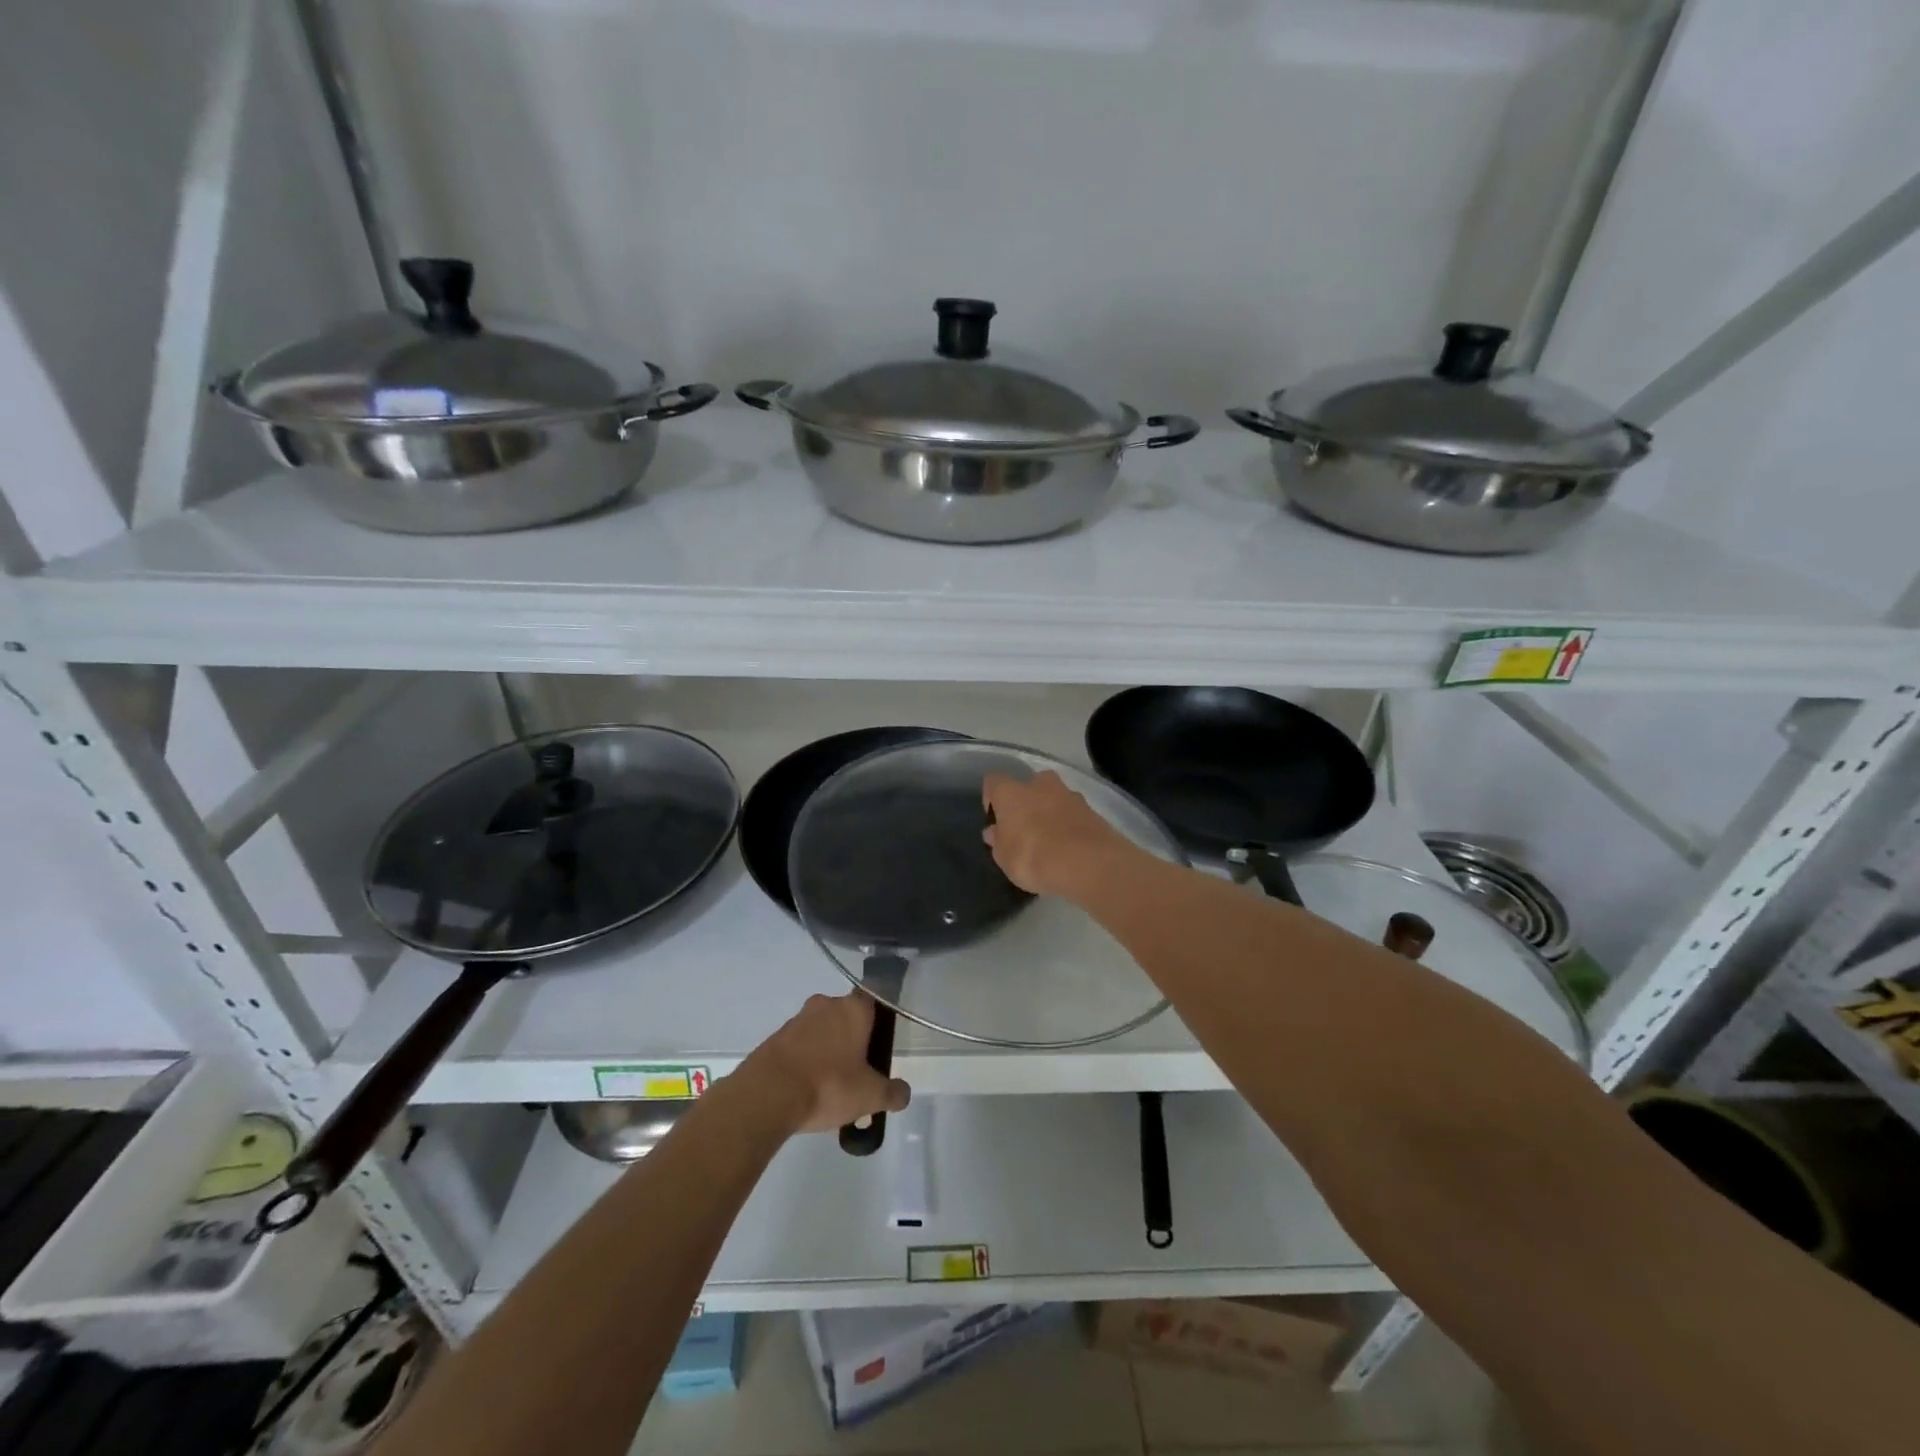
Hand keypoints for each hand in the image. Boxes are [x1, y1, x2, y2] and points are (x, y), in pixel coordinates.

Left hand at [744, 992, 909, 1134]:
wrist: (767, 1095)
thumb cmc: (828, 1085)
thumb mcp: (870, 1096)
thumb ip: (892, 1093)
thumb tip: (903, 1093)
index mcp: (853, 1009)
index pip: (873, 997)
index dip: (878, 1017)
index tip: (879, 1041)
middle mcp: (825, 1004)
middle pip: (846, 1015)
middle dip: (852, 1038)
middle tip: (857, 1070)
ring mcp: (797, 1019)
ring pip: (820, 1030)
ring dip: (826, 1050)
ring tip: (830, 1086)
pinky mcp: (775, 1038)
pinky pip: (798, 1045)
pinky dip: (805, 1061)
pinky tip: (806, 1089)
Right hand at [981, 770, 1137, 898]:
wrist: (1089, 863)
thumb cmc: (1034, 857)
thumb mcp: (1005, 858)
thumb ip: (998, 841)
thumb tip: (994, 832)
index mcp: (1011, 792)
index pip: (993, 781)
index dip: (991, 798)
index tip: (995, 820)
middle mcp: (1040, 784)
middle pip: (1028, 785)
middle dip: (1026, 802)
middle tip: (1024, 828)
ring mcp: (1070, 794)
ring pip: (1054, 797)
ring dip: (1050, 812)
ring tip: (1049, 841)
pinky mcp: (1092, 810)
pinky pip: (1073, 813)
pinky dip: (1069, 825)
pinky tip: (1069, 847)